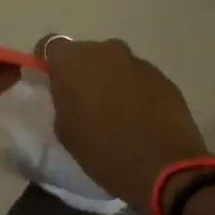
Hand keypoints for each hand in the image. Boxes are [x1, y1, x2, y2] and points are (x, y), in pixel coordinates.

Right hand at [41, 36, 209, 214]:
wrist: (164, 168)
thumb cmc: (105, 153)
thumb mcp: (67, 131)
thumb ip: (62, 101)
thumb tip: (69, 92)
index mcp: (75, 61)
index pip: (51, 47)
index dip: (48, 63)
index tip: (51, 83)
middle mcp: (108, 51)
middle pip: (87, 54)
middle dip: (83, 73)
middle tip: (84, 102)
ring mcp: (140, 63)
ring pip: (116, 66)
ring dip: (112, 82)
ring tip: (115, 114)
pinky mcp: (165, 79)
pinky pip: (140, 80)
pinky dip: (136, 92)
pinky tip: (140, 119)